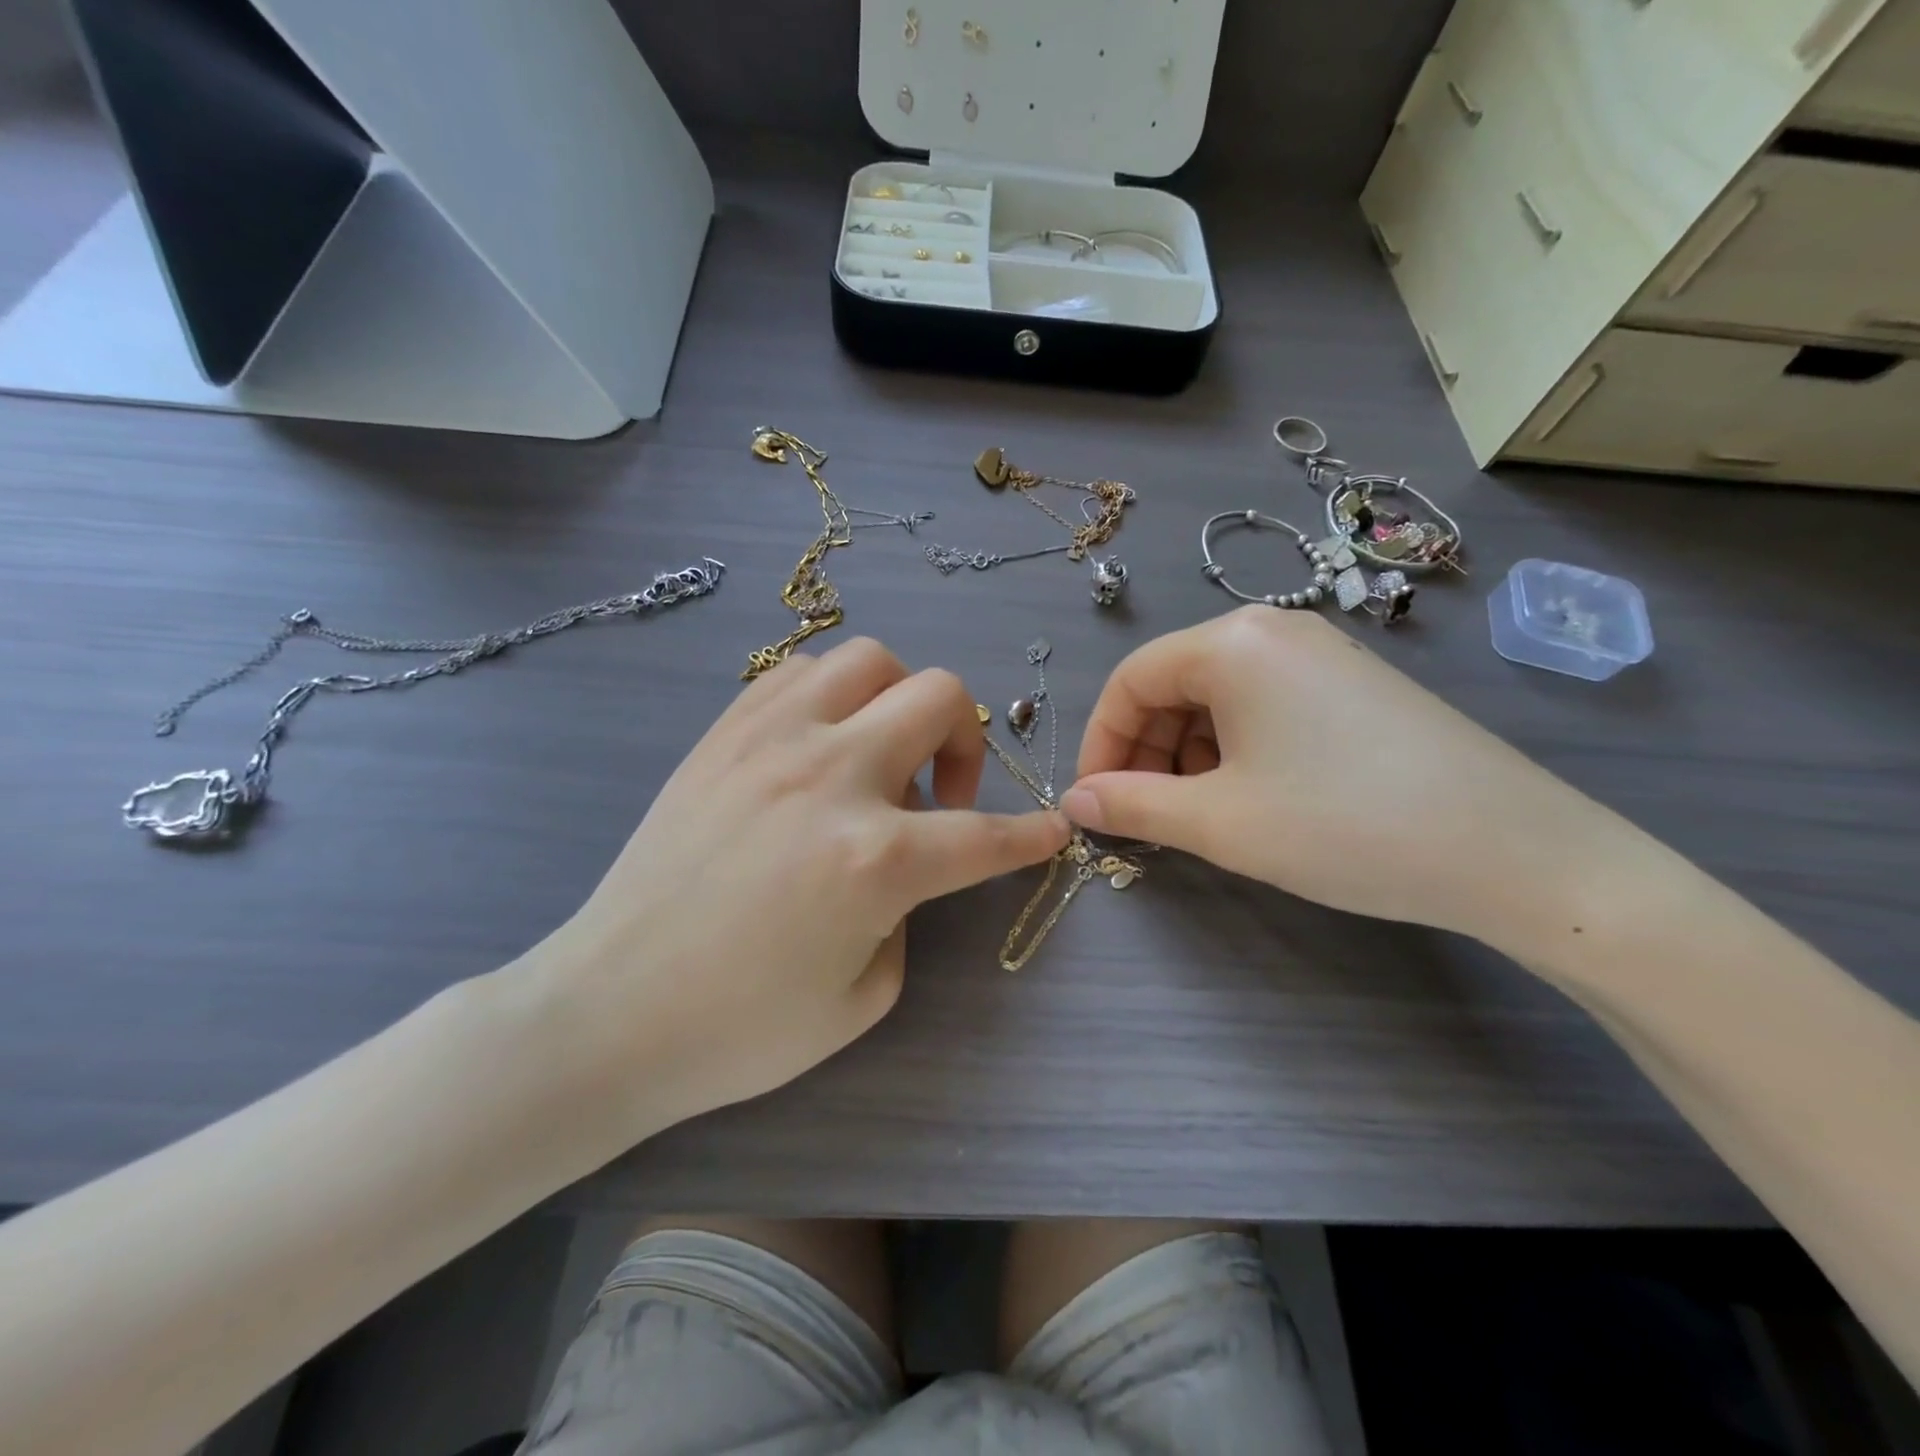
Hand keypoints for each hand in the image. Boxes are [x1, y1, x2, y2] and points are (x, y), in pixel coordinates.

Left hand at [519, 638, 1068, 1136]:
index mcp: (876, 858)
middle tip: (944, 793)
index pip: (986, 834)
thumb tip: (903, 862)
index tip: (1050, 829)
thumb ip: (907, 912)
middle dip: (968, 742)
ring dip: (899, 701)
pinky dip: (834, 694)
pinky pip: (800, 672)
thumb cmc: (741, 1028)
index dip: (1031, 835)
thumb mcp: (866, 995)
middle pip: (940, 698)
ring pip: (871, 661)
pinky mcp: (724, 733)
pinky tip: (822, 742)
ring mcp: (772, 741)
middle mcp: (832, 776)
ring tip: (880, 754)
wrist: (609, 1010)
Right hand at [1060, 607, 1617, 948]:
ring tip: (1200, 813)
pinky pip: (1263, 705)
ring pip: (1217, 697)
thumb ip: (1132, 805)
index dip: (1100, 742)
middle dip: (1144, 750)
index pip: (1130, 680)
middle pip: (1172, 684)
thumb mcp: (1219, 822)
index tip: (1095, 802)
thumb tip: (1075, 800)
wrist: (1517, 853)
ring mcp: (1321, 654)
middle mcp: (1273, 630)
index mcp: (1231, 643)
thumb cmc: (1345, 826)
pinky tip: (1252, 796)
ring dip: (1187, 753)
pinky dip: (1234, 748)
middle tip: (1146, 815)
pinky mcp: (1354, 685)